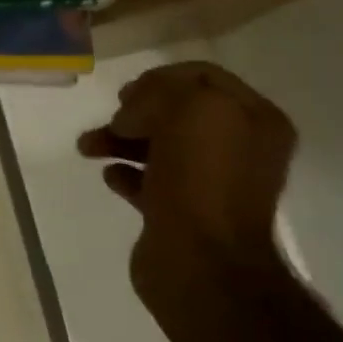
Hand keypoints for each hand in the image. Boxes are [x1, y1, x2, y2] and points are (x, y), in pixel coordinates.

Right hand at [78, 61, 296, 294]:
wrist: (202, 263)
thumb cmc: (203, 179)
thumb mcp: (190, 109)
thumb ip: (162, 91)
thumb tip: (133, 112)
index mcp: (255, 121)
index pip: (203, 78)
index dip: (161, 78)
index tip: (127, 93)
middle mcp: (238, 149)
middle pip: (176, 113)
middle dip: (136, 110)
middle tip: (114, 119)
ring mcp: (210, 184)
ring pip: (157, 146)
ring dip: (119, 140)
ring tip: (88, 147)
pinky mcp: (181, 214)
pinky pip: (147, 182)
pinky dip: (125, 173)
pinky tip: (109, 175)